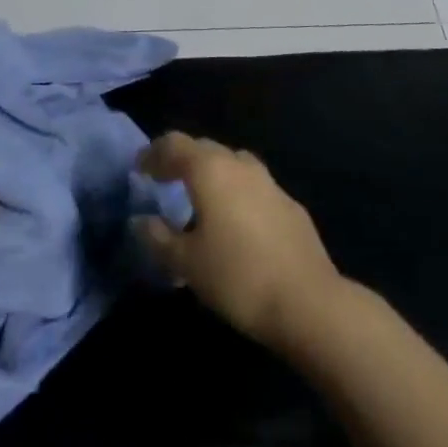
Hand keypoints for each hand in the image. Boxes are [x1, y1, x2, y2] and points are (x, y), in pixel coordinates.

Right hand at [132, 132, 343, 350]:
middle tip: (163, 180)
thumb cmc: (238, 277)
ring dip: (211, 174)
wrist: (308, 301)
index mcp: (210, 170)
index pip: (174, 145)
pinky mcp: (289, 204)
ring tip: (198, 199)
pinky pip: (253, 186)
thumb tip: (140, 221)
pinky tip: (234, 221)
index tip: (139, 169)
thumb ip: (158, 238)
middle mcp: (239, 165)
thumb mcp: (187, 263)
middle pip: (204, 149)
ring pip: (232, 164)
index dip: (153, 153)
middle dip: (181, 160)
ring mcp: (269, 182)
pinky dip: (235, 192)